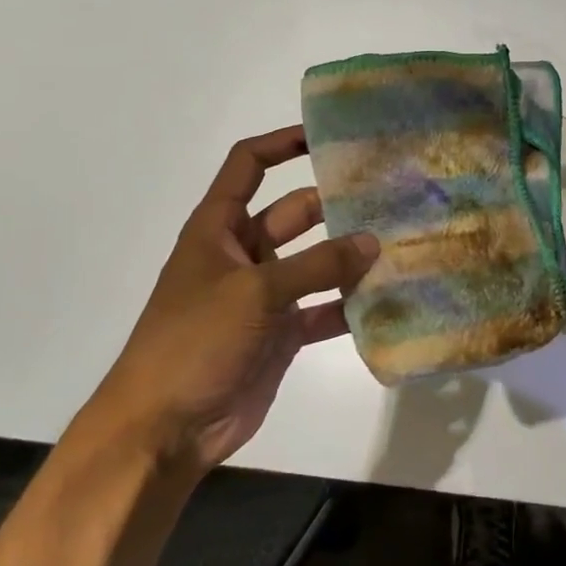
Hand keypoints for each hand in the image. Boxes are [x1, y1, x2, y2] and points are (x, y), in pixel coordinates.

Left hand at [89, 126, 378, 471]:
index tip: (327, 137)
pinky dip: (349, 306)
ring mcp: (264, 296)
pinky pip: (322, 309)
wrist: (165, 428)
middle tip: (388, 195)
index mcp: (218, 228)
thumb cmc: (195, 341)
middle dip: (335, 204)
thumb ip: (317, 264)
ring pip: (315, 263)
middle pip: (294, 213)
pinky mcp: (282, 334)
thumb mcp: (255, 292)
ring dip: (349, 257)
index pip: (248, 166)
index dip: (282, 145)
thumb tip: (373, 242)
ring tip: (400, 242)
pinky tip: (387, 300)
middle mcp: (243, 254)